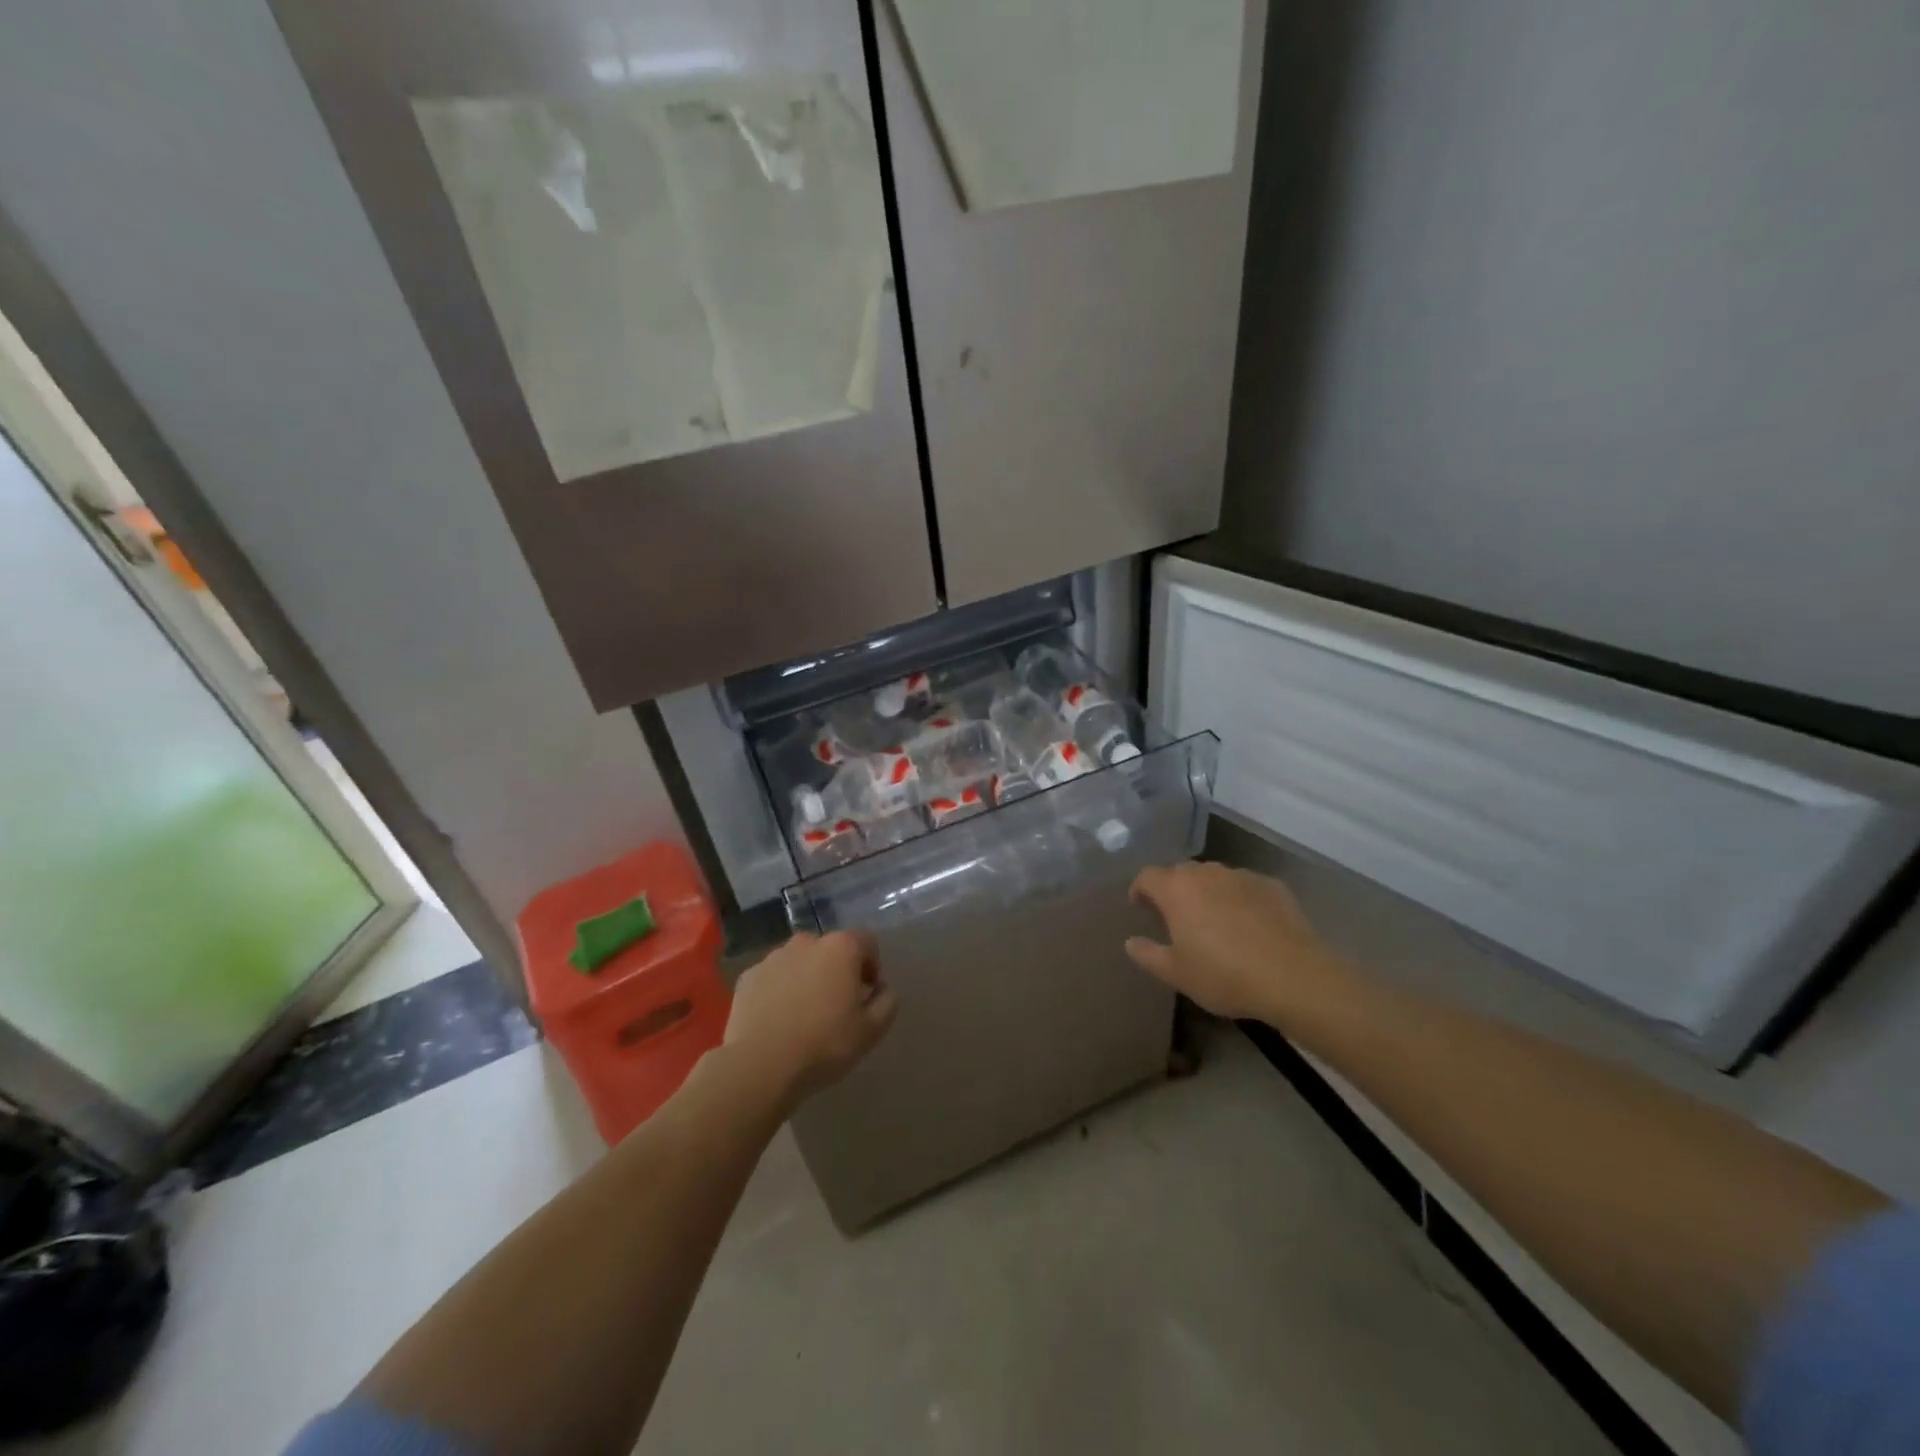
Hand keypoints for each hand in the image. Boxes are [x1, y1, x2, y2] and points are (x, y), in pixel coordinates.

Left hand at [724, 931, 896, 1104]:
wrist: (761, 1066)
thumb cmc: (825, 1044)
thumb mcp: (872, 1030)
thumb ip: (887, 1001)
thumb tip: (881, 988)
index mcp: (841, 947)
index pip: (867, 942)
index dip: (872, 966)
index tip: (867, 995)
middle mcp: (806, 942)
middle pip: (830, 950)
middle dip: (837, 971)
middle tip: (836, 1006)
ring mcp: (773, 957)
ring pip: (799, 962)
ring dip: (807, 978)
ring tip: (804, 1015)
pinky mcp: (747, 977)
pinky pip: (773, 978)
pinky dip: (779, 991)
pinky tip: (778, 1021)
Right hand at [1126, 862, 1345, 1023]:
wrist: (1294, 977)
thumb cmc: (1224, 975)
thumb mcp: (1176, 974)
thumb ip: (1147, 954)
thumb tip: (1131, 942)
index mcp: (1176, 889)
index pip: (1147, 876)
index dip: (1140, 890)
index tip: (1141, 908)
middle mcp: (1207, 872)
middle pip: (1181, 873)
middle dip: (1174, 890)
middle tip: (1176, 918)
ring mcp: (1242, 876)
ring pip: (1215, 877)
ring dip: (1207, 893)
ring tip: (1213, 922)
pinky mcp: (1272, 885)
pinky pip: (1244, 887)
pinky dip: (1238, 900)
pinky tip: (1248, 926)